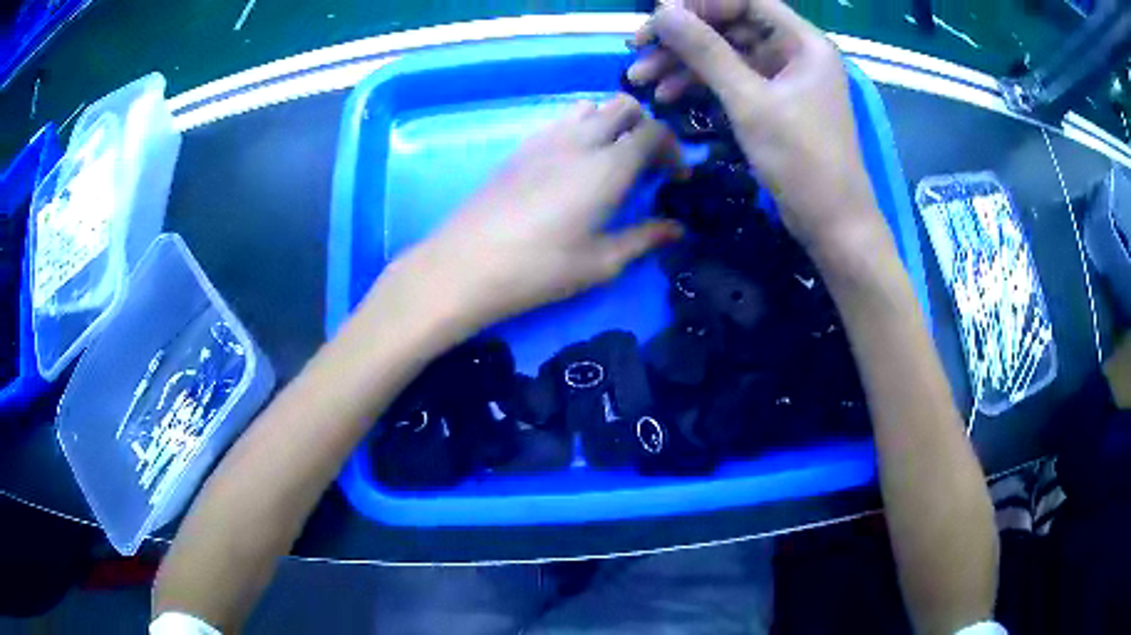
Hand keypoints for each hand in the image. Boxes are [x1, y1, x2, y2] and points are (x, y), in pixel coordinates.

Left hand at [373, 95, 685, 339]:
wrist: (465, 264)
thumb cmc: (538, 269)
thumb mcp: (600, 263)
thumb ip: (643, 239)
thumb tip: (676, 229)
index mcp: (608, 166)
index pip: (654, 132)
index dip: (673, 149)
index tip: (674, 177)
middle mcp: (580, 140)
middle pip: (624, 106)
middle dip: (645, 127)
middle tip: (645, 165)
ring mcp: (546, 138)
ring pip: (590, 106)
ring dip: (610, 123)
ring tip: (609, 159)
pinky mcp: (521, 147)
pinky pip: (561, 120)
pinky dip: (580, 128)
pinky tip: (572, 165)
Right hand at [627, 0, 884, 252]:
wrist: (832, 224)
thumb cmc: (803, 161)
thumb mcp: (750, 102)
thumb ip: (706, 52)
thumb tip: (664, 10)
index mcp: (802, 42)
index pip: (744, 1)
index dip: (699, 3)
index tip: (658, 19)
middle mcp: (793, 52)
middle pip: (729, 25)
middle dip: (683, 37)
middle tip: (638, 50)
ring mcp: (782, 78)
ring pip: (724, 54)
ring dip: (683, 63)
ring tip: (640, 78)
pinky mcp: (772, 102)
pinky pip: (730, 80)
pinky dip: (699, 85)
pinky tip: (666, 96)